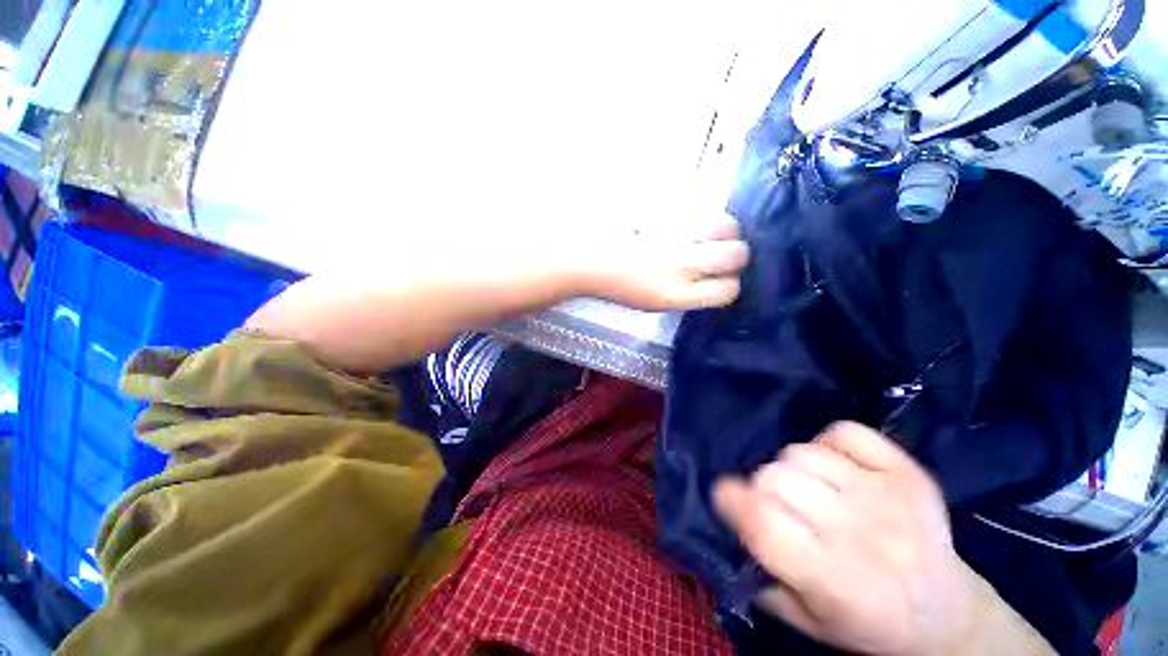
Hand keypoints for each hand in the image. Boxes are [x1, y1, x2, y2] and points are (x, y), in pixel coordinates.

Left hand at [579, 217, 748, 310]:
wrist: (586, 260)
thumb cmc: (617, 285)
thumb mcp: (653, 302)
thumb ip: (685, 292)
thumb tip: (711, 279)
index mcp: (675, 296)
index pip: (726, 291)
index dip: (731, 284)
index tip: (725, 278)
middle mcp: (679, 266)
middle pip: (736, 255)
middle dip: (738, 253)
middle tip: (725, 250)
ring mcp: (673, 235)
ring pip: (725, 225)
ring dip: (725, 229)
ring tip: (712, 230)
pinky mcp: (665, 211)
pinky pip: (698, 207)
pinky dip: (700, 214)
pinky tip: (688, 219)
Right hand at [714, 422, 980, 655]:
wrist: (945, 615)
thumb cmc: (867, 624)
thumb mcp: (805, 621)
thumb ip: (761, 574)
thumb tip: (730, 523)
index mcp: (831, 578)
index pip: (762, 521)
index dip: (731, 500)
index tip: (725, 497)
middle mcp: (859, 531)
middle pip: (777, 477)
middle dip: (761, 487)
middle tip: (774, 505)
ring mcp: (886, 494)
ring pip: (803, 453)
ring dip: (791, 467)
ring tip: (806, 488)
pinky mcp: (905, 471)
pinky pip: (844, 432)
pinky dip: (828, 442)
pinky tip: (834, 466)